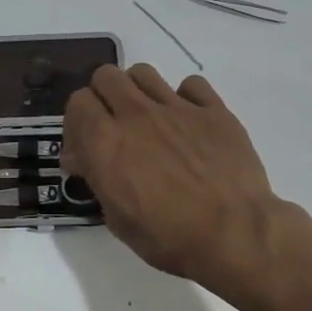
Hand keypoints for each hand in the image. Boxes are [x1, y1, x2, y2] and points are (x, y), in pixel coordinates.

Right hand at [64, 63, 303, 298]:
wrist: (235, 234)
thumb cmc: (169, 237)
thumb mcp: (117, 219)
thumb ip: (97, 178)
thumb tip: (85, 159)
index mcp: (106, 141)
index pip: (78, 102)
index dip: (77, 123)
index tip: (85, 148)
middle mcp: (136, 114)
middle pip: (106, 76)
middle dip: (103, 98)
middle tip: (112, 126)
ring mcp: (177, 108)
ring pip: (143, 73)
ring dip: (137, 91)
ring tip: (147, 118)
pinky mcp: (213, 110)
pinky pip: (191, 84)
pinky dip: (185, 98)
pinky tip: (188, 122)